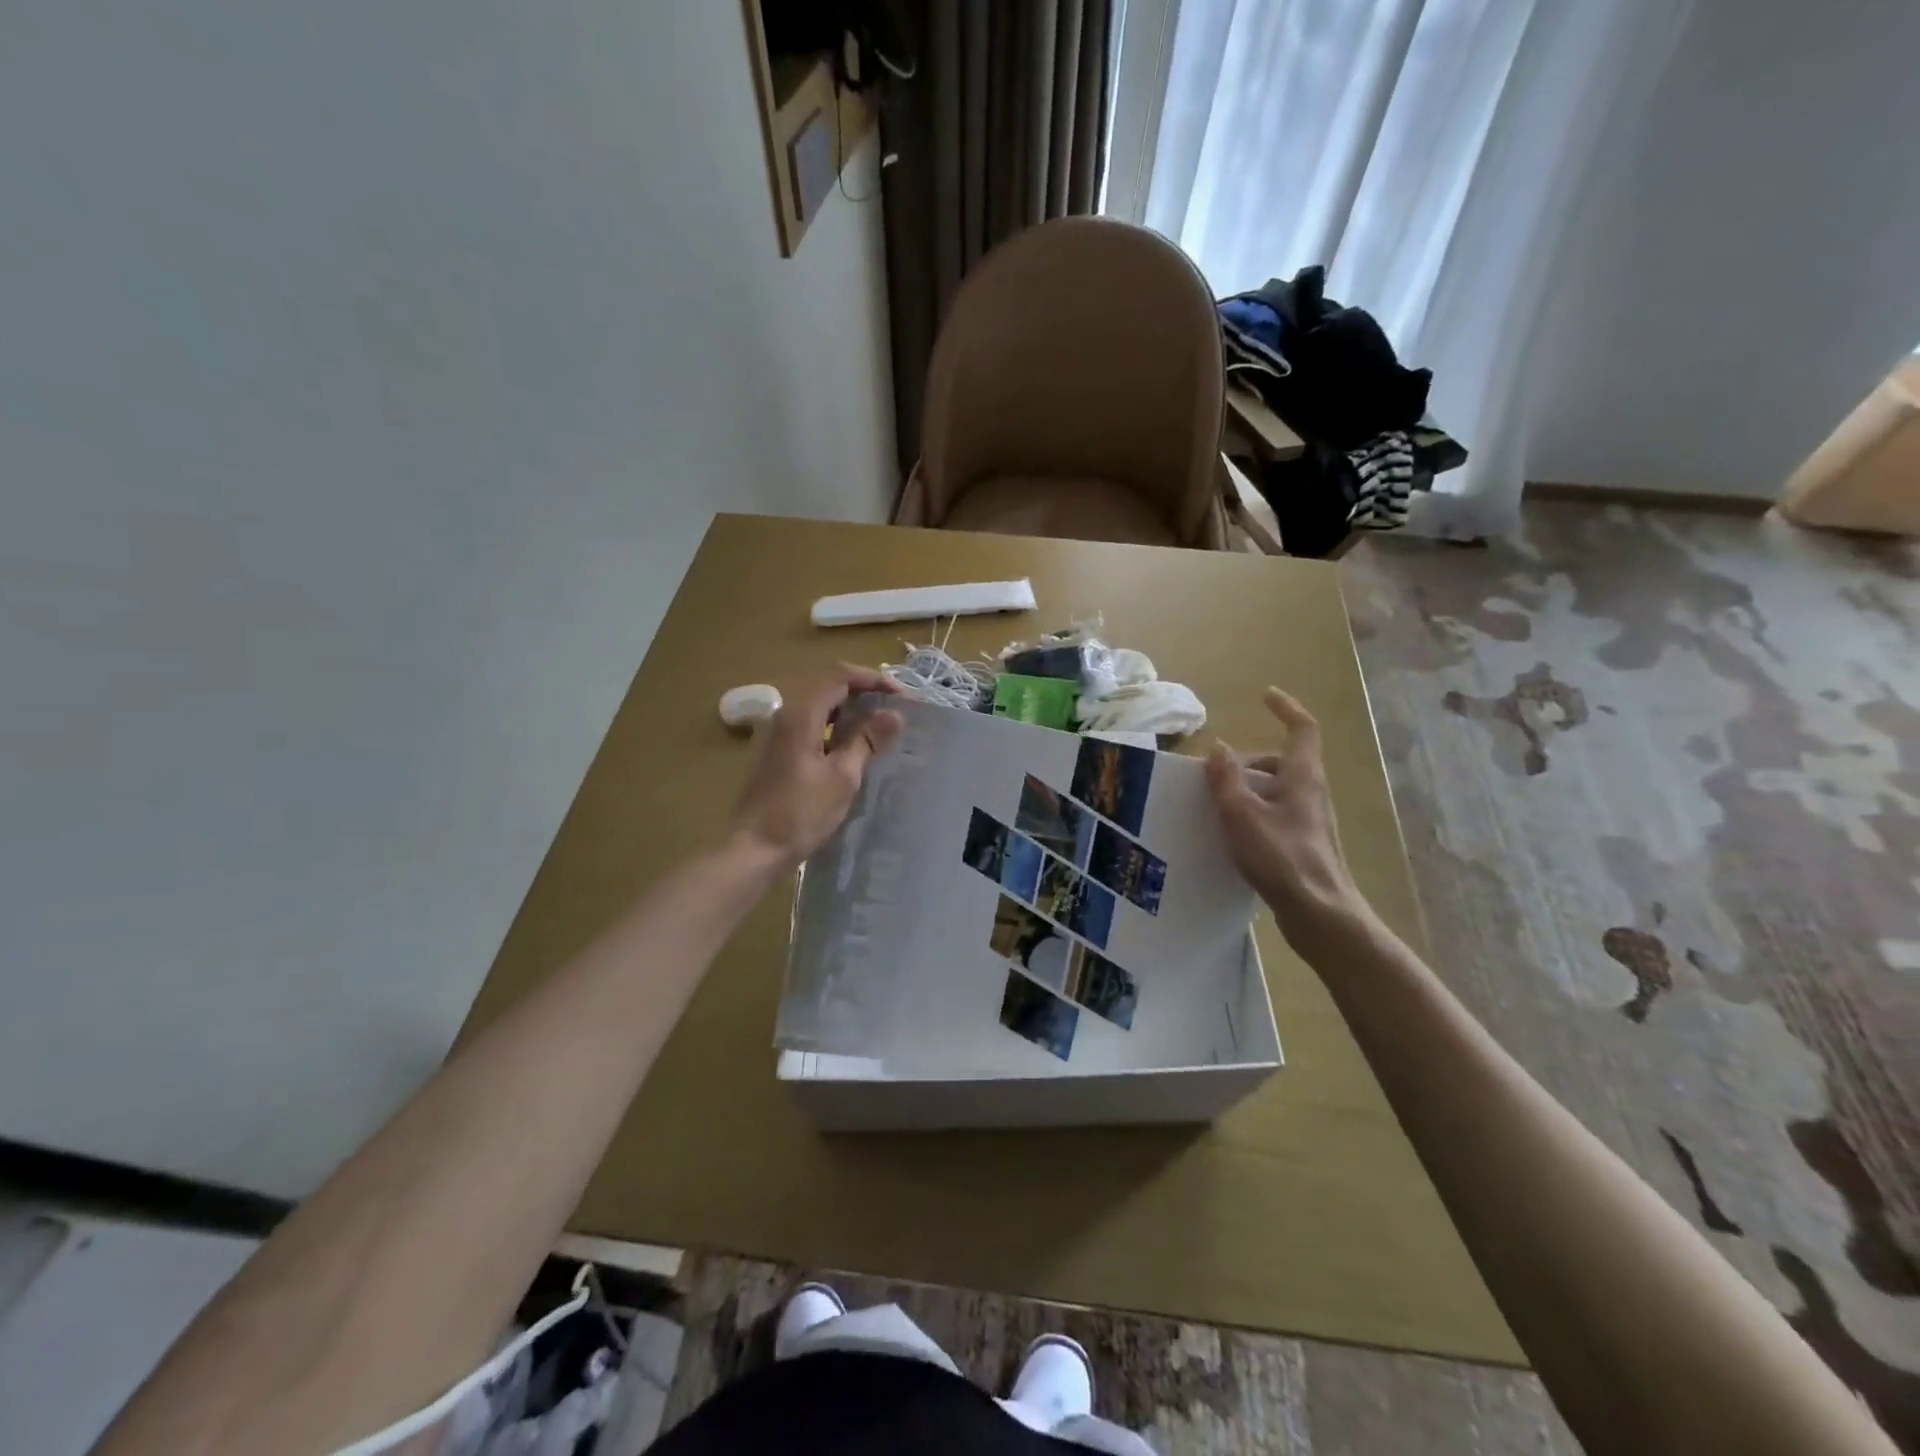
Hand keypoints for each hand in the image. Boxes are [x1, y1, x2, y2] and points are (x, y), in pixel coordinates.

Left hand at [729, 666, 903, 869]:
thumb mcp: (842, 776)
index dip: (874, 680)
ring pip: (820, 706)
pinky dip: (836, 726)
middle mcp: (786, 715)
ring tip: (881, 725)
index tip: (903, 697)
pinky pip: (812, 725)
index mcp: (801, 714)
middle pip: (828, 686)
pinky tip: (854, 746)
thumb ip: (867, 740)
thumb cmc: (800, 813)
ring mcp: (778, 733)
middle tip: (895, 708)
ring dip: (850, 709)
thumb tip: (894, 714)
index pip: (840, 676)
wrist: (754, 849)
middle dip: (864, 691)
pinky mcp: (777, 752)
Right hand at [1205, 687, 1369, 949]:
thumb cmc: (1282, 857)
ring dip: (1247, 787)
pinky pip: (1274, 814)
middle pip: (1282, 761)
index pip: (1302, 729)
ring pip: (1276, 789)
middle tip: (1217, 770)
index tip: (1265, 696)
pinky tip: (1230, 833)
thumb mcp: (1243, 814)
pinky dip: (1252, 812)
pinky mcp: (1302, 844)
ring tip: (1215, 803)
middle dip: (1248, 759)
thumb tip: (1219, 748)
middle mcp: (1310, 792)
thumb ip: (1227, 780)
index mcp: (1302, 777)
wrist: (1319, 914)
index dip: (1286, 709)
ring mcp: (1308, 820)